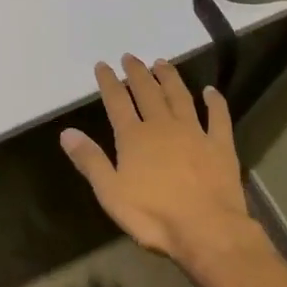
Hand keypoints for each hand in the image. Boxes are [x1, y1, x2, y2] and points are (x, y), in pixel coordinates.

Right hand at [59, 55, 256, 263]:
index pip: (117, 102)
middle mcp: (163, 127)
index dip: (108, 82)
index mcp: (134, 138)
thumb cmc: (153, 215)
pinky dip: (215, 102)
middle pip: (148, 92)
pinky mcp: (220, 146)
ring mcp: (194, 133)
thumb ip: (90, 160)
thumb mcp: (110, 192)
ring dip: (170, 78)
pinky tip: (211, 91)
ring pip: (180, 97)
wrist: (206, 229)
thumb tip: (66, 132)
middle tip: (131, 57)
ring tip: (162, 63)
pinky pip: (218, 117)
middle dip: (137, 73)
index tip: (102, 65)